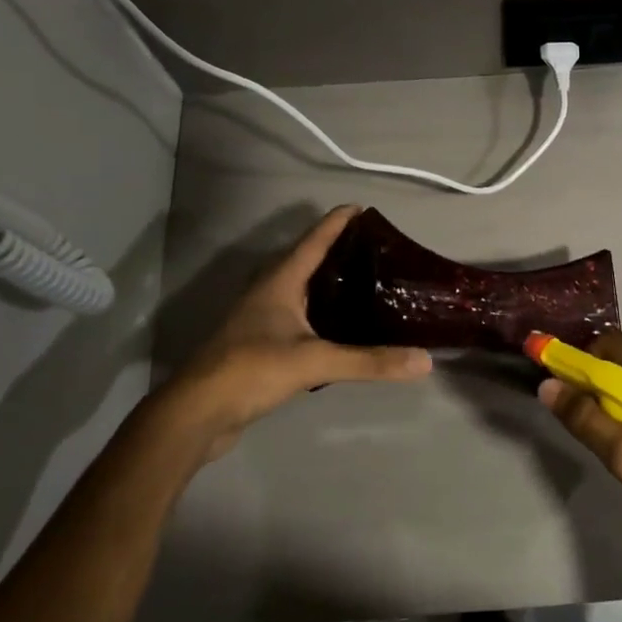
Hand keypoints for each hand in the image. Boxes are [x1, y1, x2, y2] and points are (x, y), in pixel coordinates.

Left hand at [149, 206, 431, 457]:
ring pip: (305, 291)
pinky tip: (345, 328)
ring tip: (370, 285)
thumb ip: (369, 361)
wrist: (196, 413)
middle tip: (380, 252)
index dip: (338, 221)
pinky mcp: (262, 345)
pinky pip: (301, 318)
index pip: (314, 240)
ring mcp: (262, 319)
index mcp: (280, 282)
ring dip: (333, 284)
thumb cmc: (250, 370)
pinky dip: (325, 315)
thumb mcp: (314, 361)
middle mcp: (270, 293)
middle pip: (309, 261)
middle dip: (341, 252)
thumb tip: (425, 361)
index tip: (365, 208)